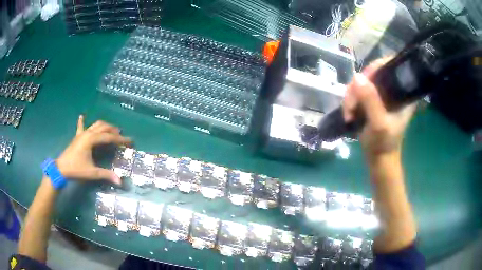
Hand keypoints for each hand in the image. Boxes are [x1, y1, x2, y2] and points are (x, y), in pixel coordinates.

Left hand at [56, 115, 130, 184]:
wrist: (61, 168)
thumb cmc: (76, 169)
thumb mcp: (92, 173)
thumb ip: (106, 175)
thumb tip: (120, 181)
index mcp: (91, 139)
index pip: (109, 137)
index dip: (121, 139)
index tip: (130, 141)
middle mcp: (88, 133)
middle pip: (104, 127)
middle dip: (114, 130)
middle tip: (122, 136)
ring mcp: (82, 134)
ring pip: (95, 125)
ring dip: (104, 126)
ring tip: (112, 129)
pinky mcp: (77, 137)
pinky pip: (80, 127)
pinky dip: (82, 121)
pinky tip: (82, 116)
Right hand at [343, 58, 415, 158]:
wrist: (378, 159)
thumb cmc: (383, 144)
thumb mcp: (378, 124)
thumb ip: (371, 101)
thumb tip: (357, 77)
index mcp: (403, 93)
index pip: (390, 66)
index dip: (375, 68)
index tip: (364, 81)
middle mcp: (393, 89)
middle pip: (373, 73)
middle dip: (358, 87)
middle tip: (351, 104)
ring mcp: (382, 95)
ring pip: (362, 82)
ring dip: (351, 96)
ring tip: (348, 113)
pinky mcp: (373, 100)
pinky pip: (358, 91)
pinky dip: (351, 100)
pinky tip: (349, 113)